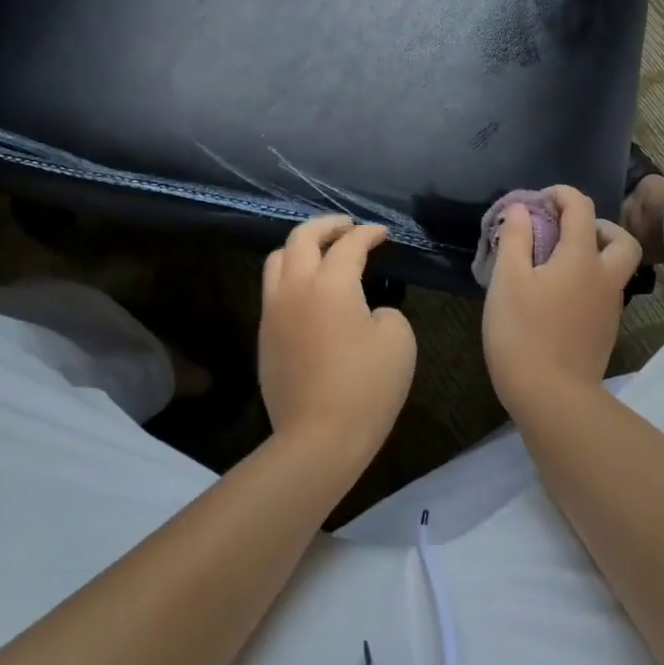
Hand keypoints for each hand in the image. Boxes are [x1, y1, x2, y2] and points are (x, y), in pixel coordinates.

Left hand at [258, 215, 416, 463]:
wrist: (318, 439)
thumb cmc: (366, 388)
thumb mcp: (398, 340)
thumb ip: (384, 310)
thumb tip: (365, 310)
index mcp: (330, 284)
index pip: (349, 244)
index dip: (368, 234)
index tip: (383, 233)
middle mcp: (295, 288)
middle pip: (301, 237)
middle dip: (327, 225)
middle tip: (347, 226)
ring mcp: (274, 312)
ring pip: (278, 260)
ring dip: (301, 247)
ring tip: (322, 251)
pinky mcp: (265, 336)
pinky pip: (273, 289)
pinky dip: (291, 275)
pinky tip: (309, 289)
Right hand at [482, 186, 642, 416]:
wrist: (551, 398)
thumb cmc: (523, 332)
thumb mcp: (507, 280)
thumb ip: (515, 238)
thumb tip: (522, 209)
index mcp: (581, 258)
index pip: (582, 208)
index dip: (562, 194)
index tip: (538, 200)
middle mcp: (605, 278)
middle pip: (621, 240)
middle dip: (597, 226)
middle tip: (567, 232)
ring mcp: (610, 308)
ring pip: (616, 269)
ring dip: (595, 255)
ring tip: (556, 264)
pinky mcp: (606, 332)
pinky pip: (605, 293)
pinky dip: (589, 282)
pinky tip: (558, 296)